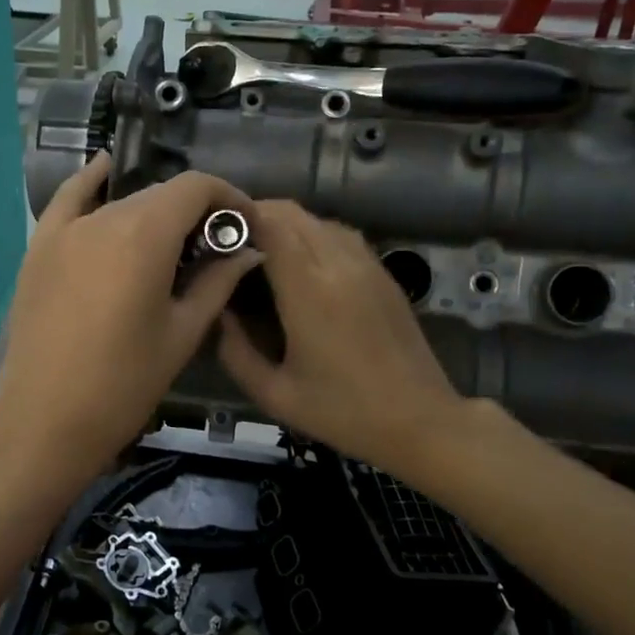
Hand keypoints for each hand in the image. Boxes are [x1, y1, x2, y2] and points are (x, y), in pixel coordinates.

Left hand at [0, 154, 258, 498]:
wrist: (45, 419)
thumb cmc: (124, 383)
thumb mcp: (182, 333)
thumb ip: (217, 282)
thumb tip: (248, 250)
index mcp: (144, 235)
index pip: (196, 187)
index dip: (228, 197)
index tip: (245, 224)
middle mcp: (103, 218)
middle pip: (160, 193)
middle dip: (195, 210)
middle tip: (213, 246)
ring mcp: (65, 229)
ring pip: (122, 201)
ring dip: (153, 212)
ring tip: (170, 243)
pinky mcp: (39, 246)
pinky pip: (69, 199)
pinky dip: (92, 183)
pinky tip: (105, 170)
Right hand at [217, 200, 460, 473]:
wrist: (420, 421)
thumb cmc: (342, 412)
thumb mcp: (274, 394)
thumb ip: (235, 351)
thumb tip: (218, 312)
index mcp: (309, 290)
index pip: (271, 224)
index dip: (240, 217)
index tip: (214, 231)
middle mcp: (339, 264)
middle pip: (293, 214)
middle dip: (258, 216)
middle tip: (231, 241)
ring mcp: (367, 265)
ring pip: (319, 220)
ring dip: (287, 225)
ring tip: (262, 250)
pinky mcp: (383, 274)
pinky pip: (341, 236)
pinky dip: (313, 236)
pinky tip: (301, 264)